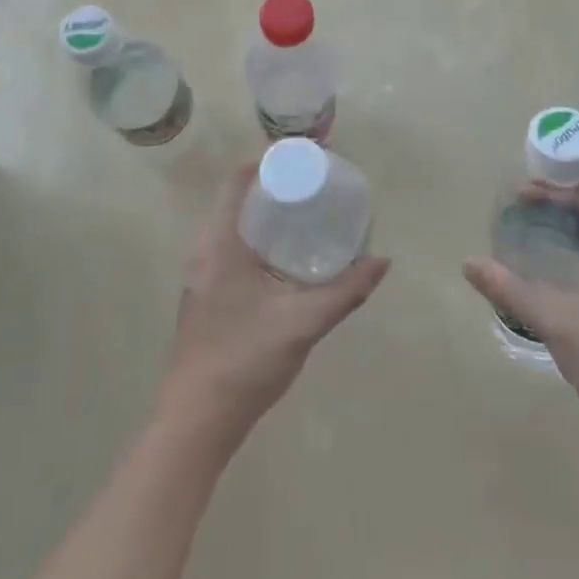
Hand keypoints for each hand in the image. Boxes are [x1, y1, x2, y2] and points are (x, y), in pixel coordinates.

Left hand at [158, 163, 389, 445]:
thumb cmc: (244, 360)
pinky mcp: (205, 294)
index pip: (238, 181)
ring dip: (266, 213)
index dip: (269, 161)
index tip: (305, 158)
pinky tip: (287, 256)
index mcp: (220, 244)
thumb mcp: (302, 323)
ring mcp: (201, 274)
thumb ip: (346, 291)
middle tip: (316, 185)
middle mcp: (204, 250)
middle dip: (275, 186)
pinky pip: (232, 247)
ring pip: (234, 225)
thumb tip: (382, 261)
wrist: (196, 420)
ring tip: (307, 213)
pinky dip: (259, 237)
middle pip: (237, 199)